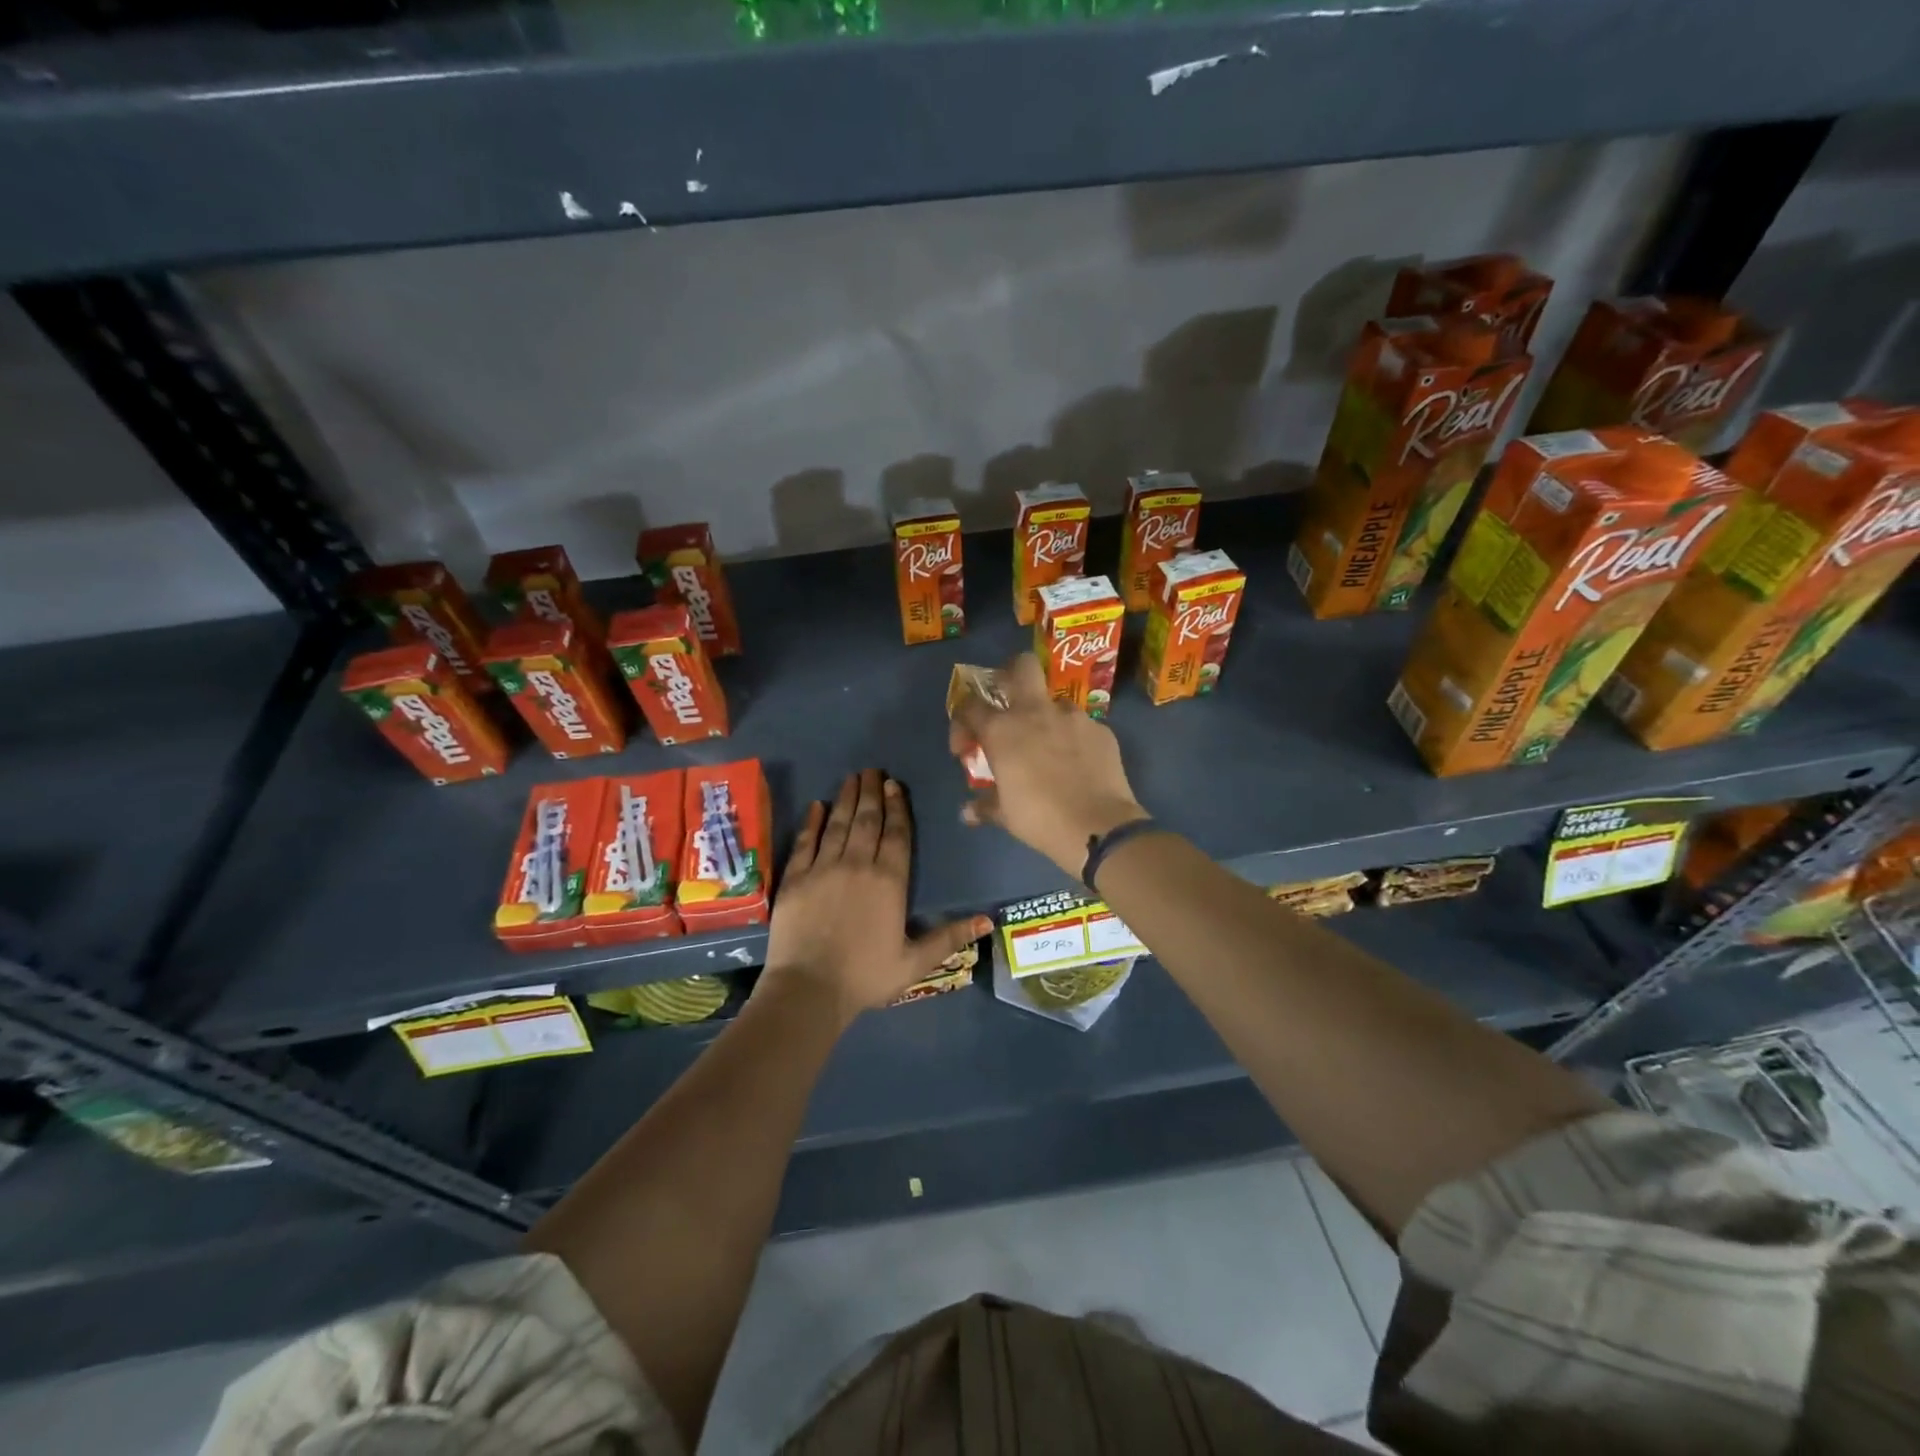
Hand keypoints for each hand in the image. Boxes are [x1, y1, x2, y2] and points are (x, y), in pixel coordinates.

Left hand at [760, 769, 990, 1022]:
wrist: (809, 990)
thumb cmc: (866, 977)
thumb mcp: (915, 962)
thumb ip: (949, 937)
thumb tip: (988, 920)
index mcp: (889, 881)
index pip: (896, 834)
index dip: (897, 807)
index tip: (894, 784)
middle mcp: (858, 864)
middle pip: (867, 820)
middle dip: (871, 792)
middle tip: (873, 770)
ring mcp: (823, 868)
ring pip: (838, 824)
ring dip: (846, 798)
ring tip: (851, 777)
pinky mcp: (795, 878)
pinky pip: (805, 842)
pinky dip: (812, 822)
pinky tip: (816, 806)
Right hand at [950, 654, 1149, 876]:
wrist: (1098, 827)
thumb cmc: (1040, 819)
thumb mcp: (1005, 815)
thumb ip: (984, 806)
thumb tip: (967, 812)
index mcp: (1003, 730)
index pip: (970, 706)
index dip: (962, 723)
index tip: (966, 748)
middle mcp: (1036, 712)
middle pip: (1021, 666)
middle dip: (1011, 675)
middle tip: (1009, 703)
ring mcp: (1073, 717)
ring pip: (1055, 701)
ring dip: (1047, 716)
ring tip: (1049, 745)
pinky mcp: (1101, 730)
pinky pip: (1082, 726)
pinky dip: (1074, 739)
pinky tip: (1077, 762)